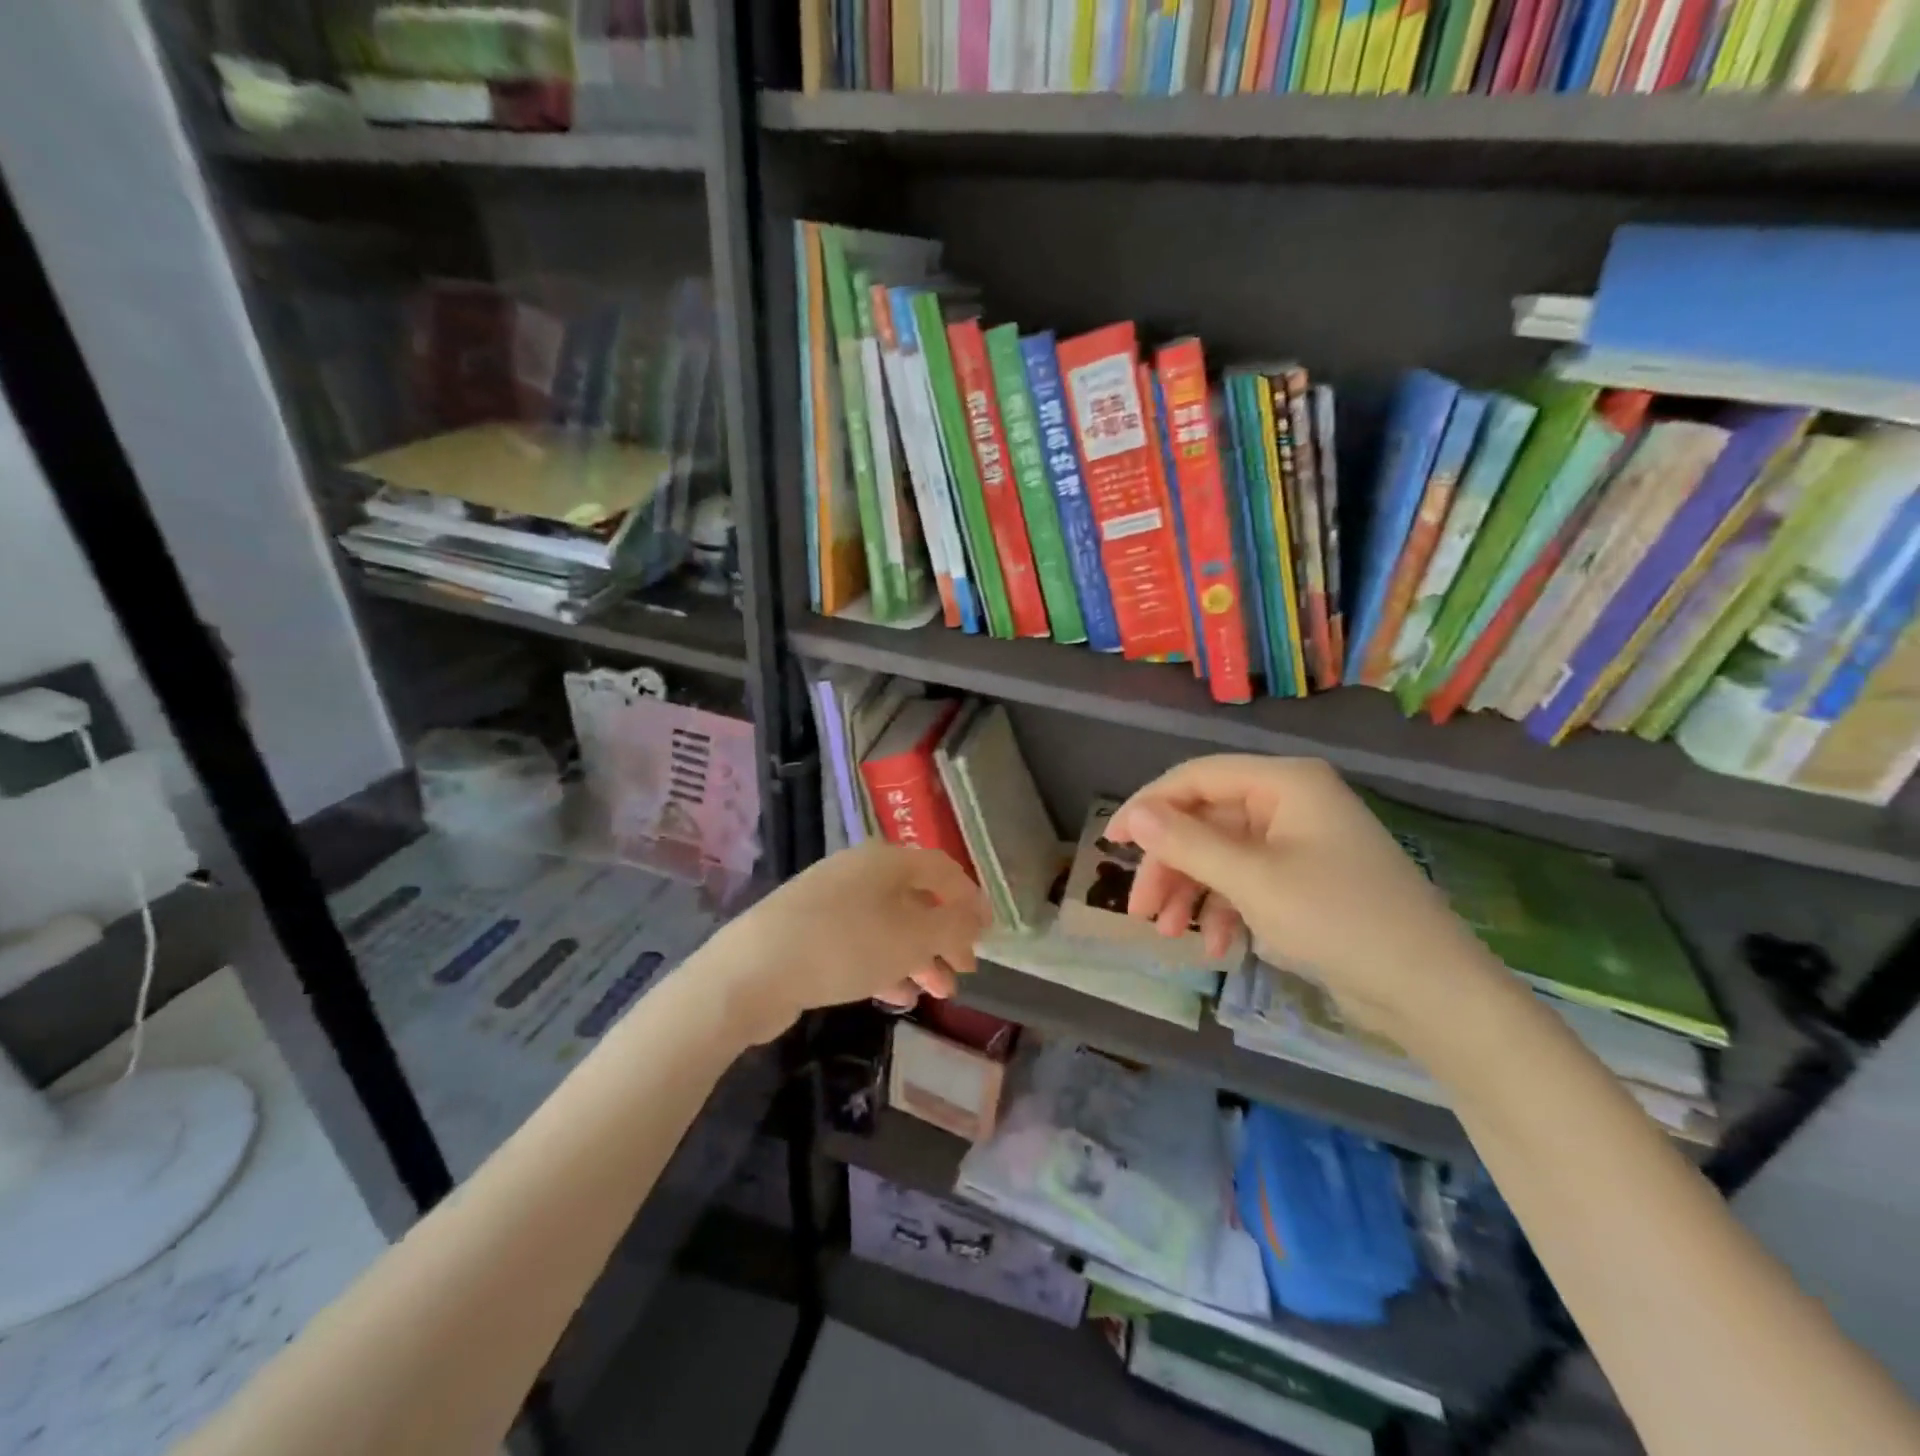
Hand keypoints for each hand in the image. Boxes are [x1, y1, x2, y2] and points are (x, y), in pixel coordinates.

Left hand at [698, 841, 989, 1044]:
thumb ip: (953, 925)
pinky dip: (884, 965)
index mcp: (887, 860)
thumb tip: (978, 915)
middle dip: (944, 936)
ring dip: (918, 956)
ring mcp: (830, 901)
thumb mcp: (912, 936)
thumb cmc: (845, 945)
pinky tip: (896, 997)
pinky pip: (860, 943)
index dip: (970, 899)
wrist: (752, 971)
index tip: (988, 933)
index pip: (942, 869)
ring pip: (888, 925)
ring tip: (937, 993)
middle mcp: (859, 872)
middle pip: (915, 899)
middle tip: (963, 970)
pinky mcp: (808, 931)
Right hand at [1105, 756, 1502, 1035]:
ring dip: (1192, 892)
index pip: (1197, 778)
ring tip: (1169, 935)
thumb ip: (1187, 843)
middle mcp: (1290, 803)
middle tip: (1140, 910)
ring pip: (1223, 855)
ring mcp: (1299, 843)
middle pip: (1207, 821)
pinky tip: (1218, 946)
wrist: (1430, 991)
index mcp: (1284, 783)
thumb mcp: (1252, 880)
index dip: (1148, 806)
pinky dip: (1226, 909)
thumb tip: (1133, 815)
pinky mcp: (1306, 881)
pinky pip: (1248, 882)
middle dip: (1171, 866)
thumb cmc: (1338, 919)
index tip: (1110, 843)